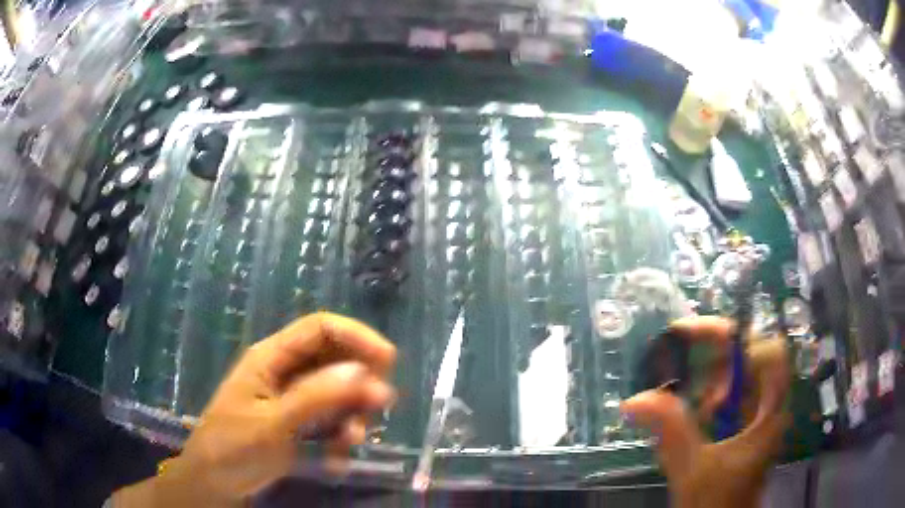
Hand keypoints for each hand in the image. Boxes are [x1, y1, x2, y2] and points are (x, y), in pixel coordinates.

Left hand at [114, 312, 396, 506]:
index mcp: (271, 357)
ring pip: (338, 393)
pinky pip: (332, 420)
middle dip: (359, 384)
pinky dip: (340, 438)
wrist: (216, 481)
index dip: (356, 337)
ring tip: (349, 444)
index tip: (388, 362)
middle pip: (335, 359)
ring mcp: (293, 398)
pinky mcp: (300, 423)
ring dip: (352, 416)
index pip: (320, 328)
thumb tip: (365, 373)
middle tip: (376, 410)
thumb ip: (316, 398)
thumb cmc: (233, 446)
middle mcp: (285, 371)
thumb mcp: (272, 424)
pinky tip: (334, 460)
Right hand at [621, 316, 789, 507]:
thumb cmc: (716, 503)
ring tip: (688, 399)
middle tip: (680, 368)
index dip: (734, 337)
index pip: (767, 351)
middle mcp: (771, 406)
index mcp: (771, 413)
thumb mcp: (692, 469)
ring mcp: (760, 415)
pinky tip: (696, 412)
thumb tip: (634, 400)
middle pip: (751, 357)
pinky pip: (732, 394)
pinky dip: (711, 395)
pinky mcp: (747, 424)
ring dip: (711, 378)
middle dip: (715, 359)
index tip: (690, 335)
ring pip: (740, 375)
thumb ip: (670, 431)